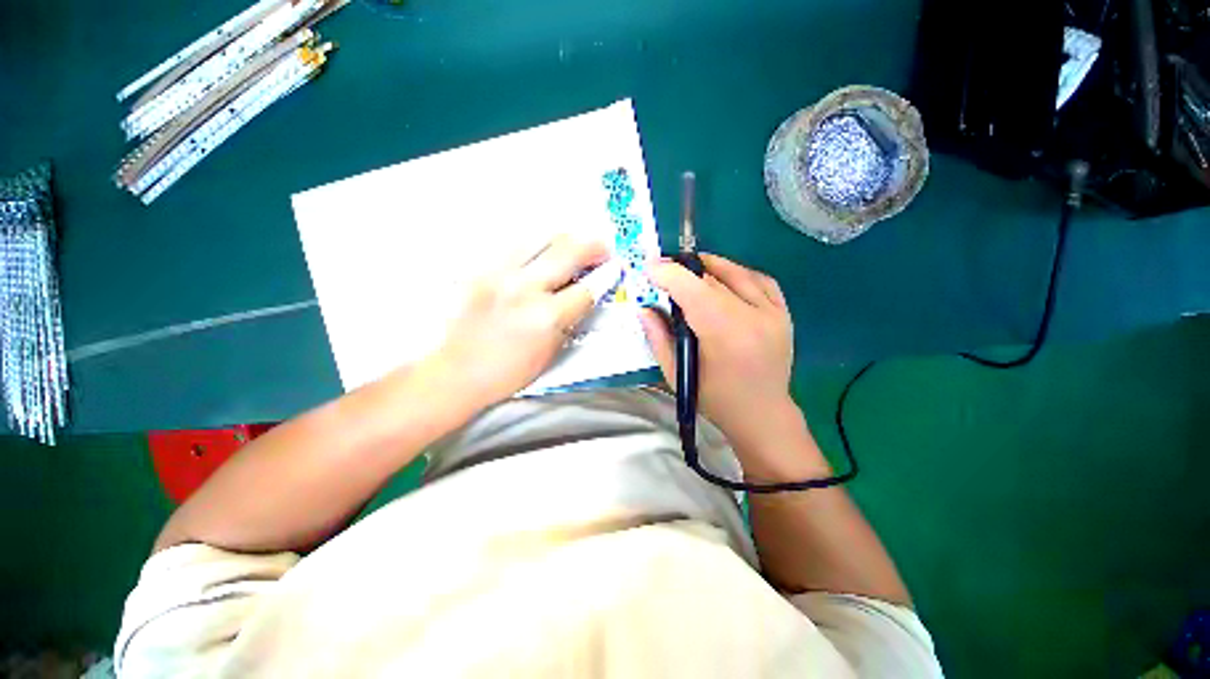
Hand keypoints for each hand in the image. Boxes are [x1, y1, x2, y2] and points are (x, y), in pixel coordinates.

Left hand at [429, 234, 607, 406]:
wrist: (456, 373)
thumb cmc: (507, 373)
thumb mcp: (550, 352)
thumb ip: (570, 321)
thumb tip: (584, 296)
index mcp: (546, 317)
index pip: (587, 289)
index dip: (606, 277)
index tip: (615, 268)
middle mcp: (525, 289)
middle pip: (568, 252)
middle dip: (593, 246)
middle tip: (602, 247)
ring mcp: (500, 275)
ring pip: (540, 239)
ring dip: (564, 239)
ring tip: (573, 244)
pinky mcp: (481, 271)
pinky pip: (515, 247)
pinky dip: (536, 245)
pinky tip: (541, 252)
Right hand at [641, 254, 798, 450]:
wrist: (763, 414)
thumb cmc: (715, 399)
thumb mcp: (677, 374)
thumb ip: (658, 338)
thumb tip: (644, 308)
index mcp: (725, 335)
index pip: (694, 290)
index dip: (669, 274)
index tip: (650, 267)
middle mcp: (753, 317)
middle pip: (712, 279)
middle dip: (683, 271)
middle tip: (664, 273)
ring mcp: (774, 313)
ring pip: (737, 273)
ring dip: (709, 266)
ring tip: (690, 268)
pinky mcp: (784, 313)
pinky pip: (760, 279)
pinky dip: (737, 273)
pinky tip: (723, 278)